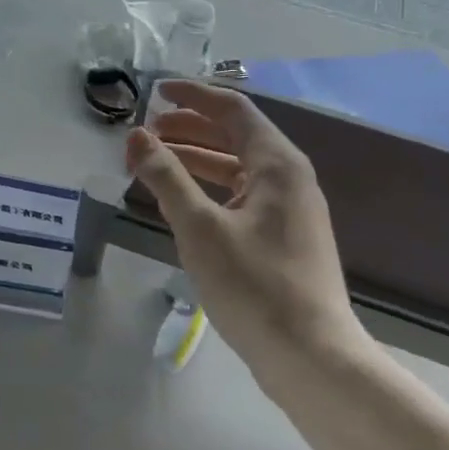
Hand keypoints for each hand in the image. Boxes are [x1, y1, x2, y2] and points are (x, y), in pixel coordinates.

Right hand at [125, 80, 362, 376]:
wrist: (312, 358)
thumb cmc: (254, 284)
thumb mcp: (200, 227)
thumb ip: (166, 176)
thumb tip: (137, 135)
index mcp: (276, 164)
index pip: (232, 109)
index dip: (193, 96)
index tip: (156, 91)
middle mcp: (288, 178)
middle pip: (234, 135)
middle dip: (189, 129)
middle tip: (147, 132)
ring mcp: (289, 210)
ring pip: (236, 168)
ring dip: (195, 159)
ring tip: (154, 164)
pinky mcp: (284, 239)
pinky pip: (241, 196)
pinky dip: (209, 189)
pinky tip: (182, 203)